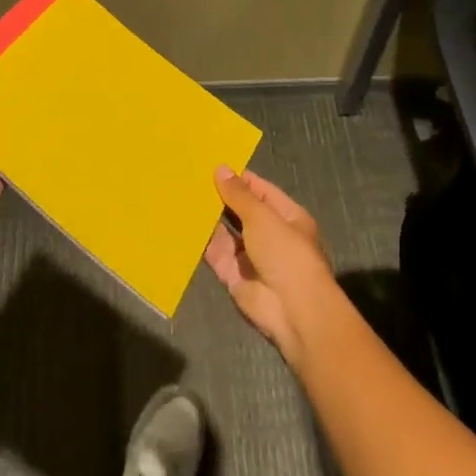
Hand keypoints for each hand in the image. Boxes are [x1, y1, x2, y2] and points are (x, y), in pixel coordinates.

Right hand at [203, 167, 338, 369]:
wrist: (292, 310)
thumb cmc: (285, 253)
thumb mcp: (262, 216)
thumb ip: (239, 195)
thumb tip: (221, 169)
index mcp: (286, 217)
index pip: (260, 191)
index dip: (239, 179)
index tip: (212, 165)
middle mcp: (269, 235)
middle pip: (241, 211)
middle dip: (220, 198)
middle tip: (191, 179)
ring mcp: (251, 256)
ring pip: (226, 233)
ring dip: (209, 219)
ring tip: (182, 196)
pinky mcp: (234, 276)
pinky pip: (216, 254)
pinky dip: (202, 242)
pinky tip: (183, 224)